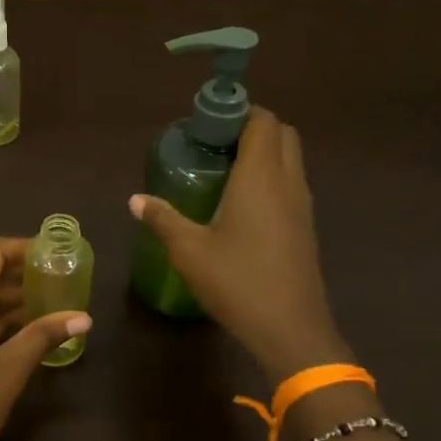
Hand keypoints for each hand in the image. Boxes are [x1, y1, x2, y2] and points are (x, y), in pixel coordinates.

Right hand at [130, 107, 348, 384]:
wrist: (290, 329)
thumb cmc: (238, 282)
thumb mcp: (189, 250)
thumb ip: (163, 218)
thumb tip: (135, 199)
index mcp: (261, 177)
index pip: (262, 121)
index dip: (238, 111)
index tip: (207, 122)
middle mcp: (288, 182)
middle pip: (282, 134)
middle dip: (252, 127)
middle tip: (214, 143)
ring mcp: (302, 205)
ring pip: (290, 159)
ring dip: (263, 152)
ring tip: (222, 168)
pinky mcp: (305, 227)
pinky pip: (290, 183)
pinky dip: (270, 177)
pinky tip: (239, 202)